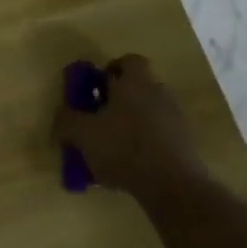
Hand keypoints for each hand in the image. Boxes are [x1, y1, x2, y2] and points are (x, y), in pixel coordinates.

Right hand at [52, 54, 207, 202]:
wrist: (174, 186)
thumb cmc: (124, 147)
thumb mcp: (83, 133)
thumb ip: (67, 121)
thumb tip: (61, 116)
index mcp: (136, 82)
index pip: (129, 61)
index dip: (111, 69)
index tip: (96, 87)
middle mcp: (159, 94)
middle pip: (137, 89)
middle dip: (117, 102)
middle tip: (97, 120)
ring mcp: (176, 120)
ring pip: (147, 114)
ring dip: (130, 125)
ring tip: (109, 149)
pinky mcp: (185, 146)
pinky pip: (158, 137)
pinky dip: (143, 146)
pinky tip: (128, 168)